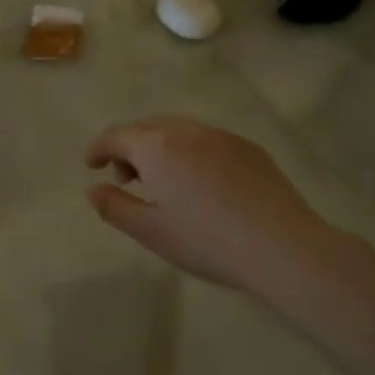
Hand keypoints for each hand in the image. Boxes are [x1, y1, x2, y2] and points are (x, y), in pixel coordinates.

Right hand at [85, 116, 341, 295]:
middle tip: (126, 178)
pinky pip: (207, 139)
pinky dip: (189, 150)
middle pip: (147, 127)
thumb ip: (114, 206)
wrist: (283, 247)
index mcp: (157, 148)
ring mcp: (222, 136)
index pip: (117, 136)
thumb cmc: (208, 242)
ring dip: (159, 146)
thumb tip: (93, 189)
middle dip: (129, 146)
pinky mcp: (249, 148)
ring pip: (178, 129)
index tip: (91, 166)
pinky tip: (200, 182)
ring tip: (162, 180)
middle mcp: (187, 131)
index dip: (99, 148)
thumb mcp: (151, 231)